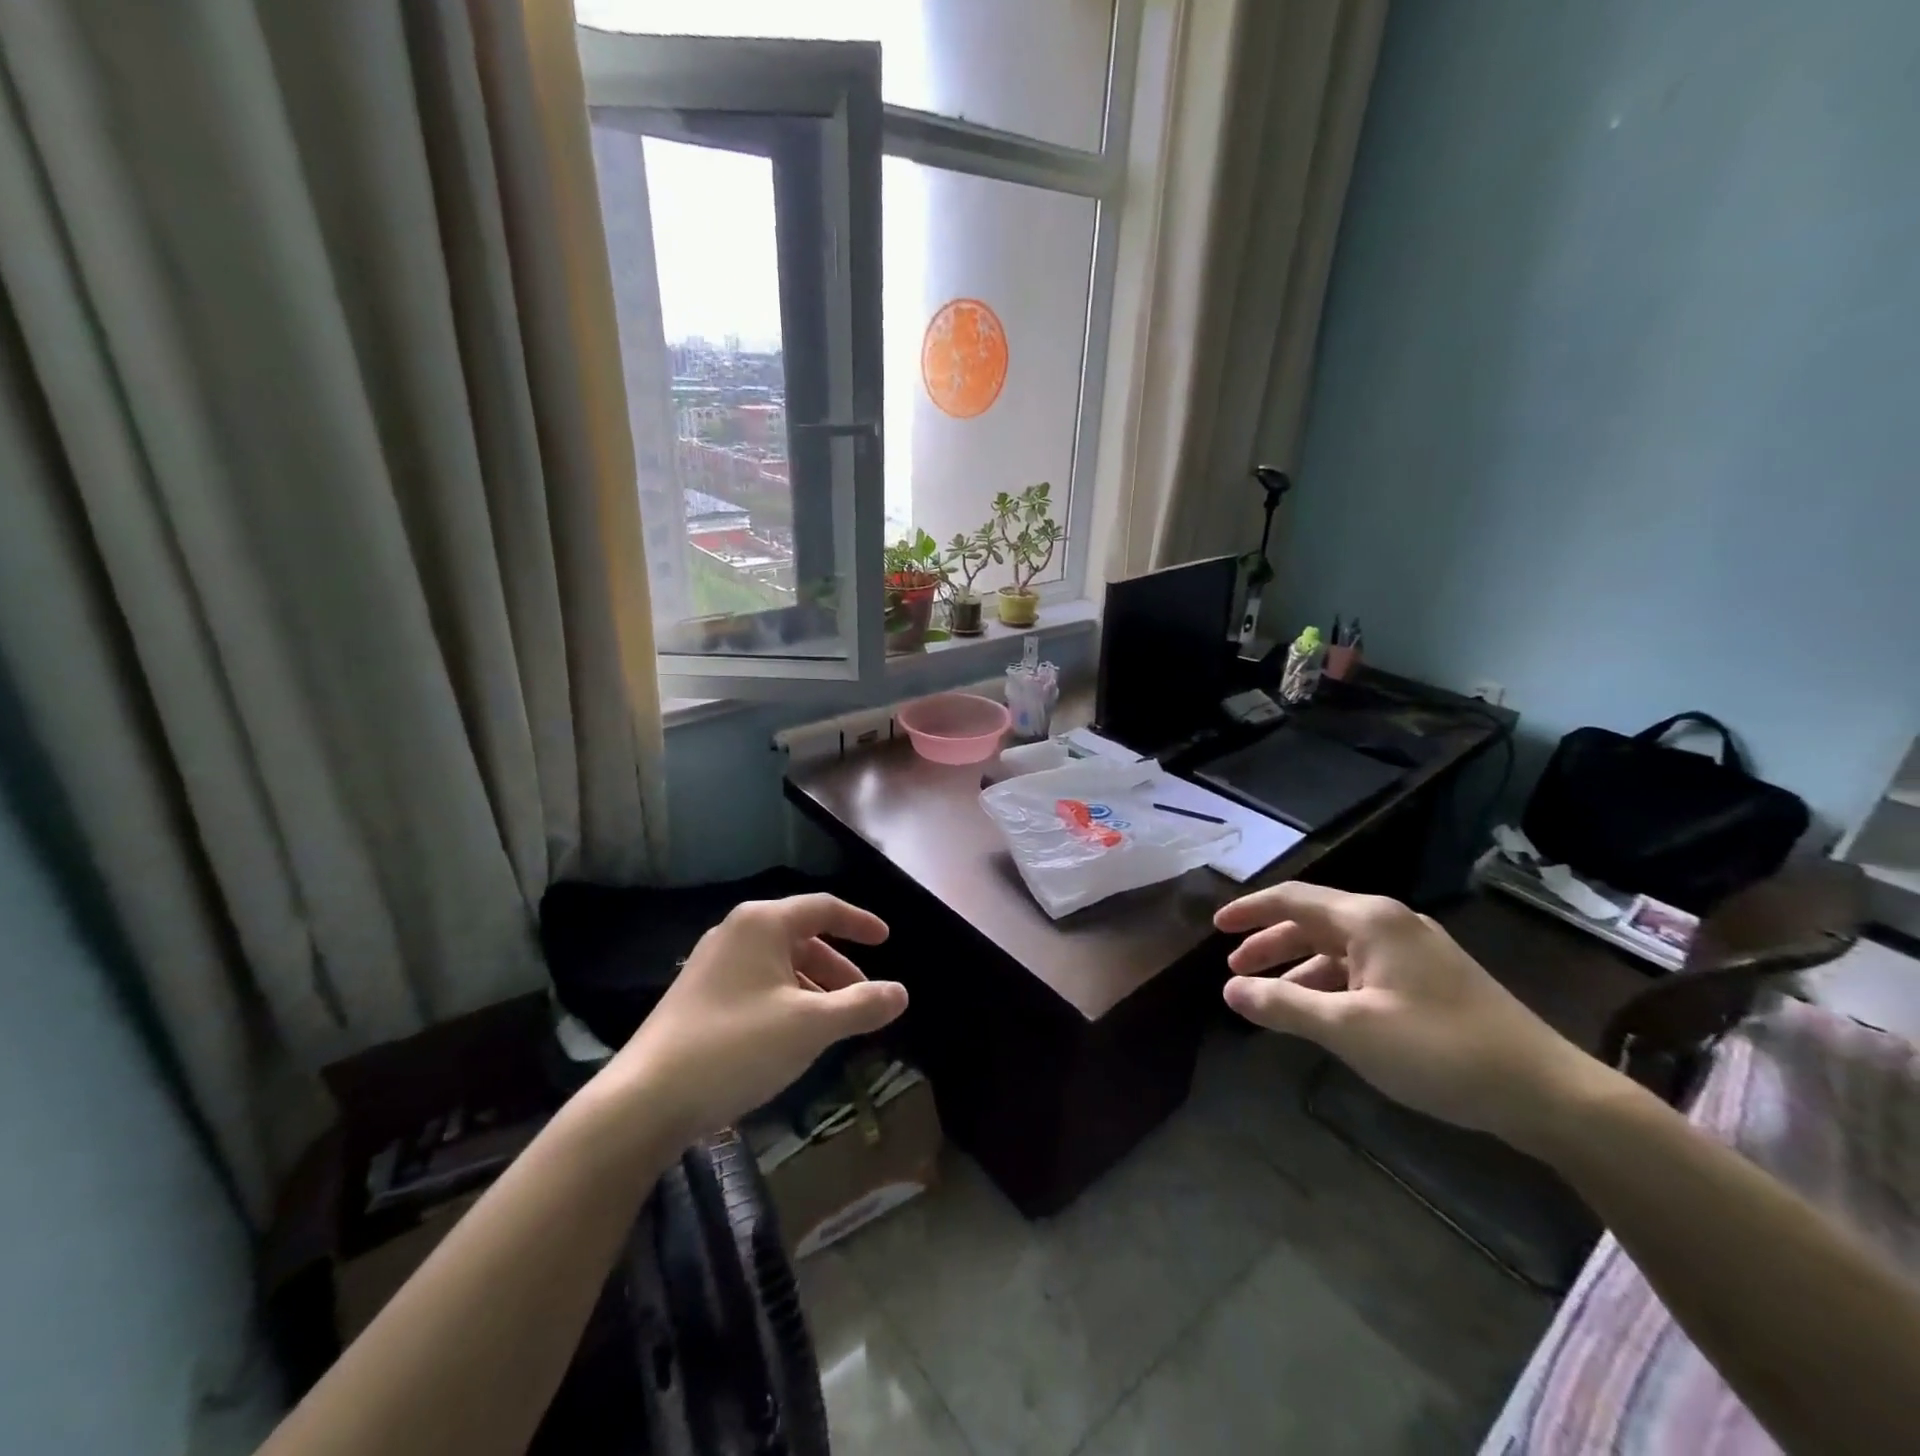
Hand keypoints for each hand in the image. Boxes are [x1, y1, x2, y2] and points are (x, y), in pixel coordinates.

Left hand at [598, 895, 907, 1148]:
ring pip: (779, 965)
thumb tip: (901, 993)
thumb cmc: (737, 1047)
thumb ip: (861, 1005)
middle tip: (863, 999)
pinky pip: (757, 985)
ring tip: (833, 1024)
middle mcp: (735, 933)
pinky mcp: (698, 997)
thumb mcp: (811, 1026)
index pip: (823, 907)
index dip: (860, 922)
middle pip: (802, 938)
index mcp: (762, 924)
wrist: (645, 1100)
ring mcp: (712, 965)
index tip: (887, 940)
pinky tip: (792, 1037)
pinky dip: (786, 1001)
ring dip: (813, 988)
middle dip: (838, 968)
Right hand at [1214, 884, 1614, 1149]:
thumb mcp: (1349, 1030)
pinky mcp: (1432, 979)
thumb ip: (1283, 1006)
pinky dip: (1331, 983)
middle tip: (1235, 969)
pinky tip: (1322, 1012)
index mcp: (1368, 919)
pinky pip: (1363, 968)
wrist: (1547, 1092)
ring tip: (1270, 996)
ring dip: (1299, 967)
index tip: (1215, 927)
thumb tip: (1230, 991)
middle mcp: (1390, 923)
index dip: (1249, 910)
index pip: (1292, 899)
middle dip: (1270, 942)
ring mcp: (1415, 950)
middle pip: (1313, 920)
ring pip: (1339, 947)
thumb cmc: (1438, 1049)